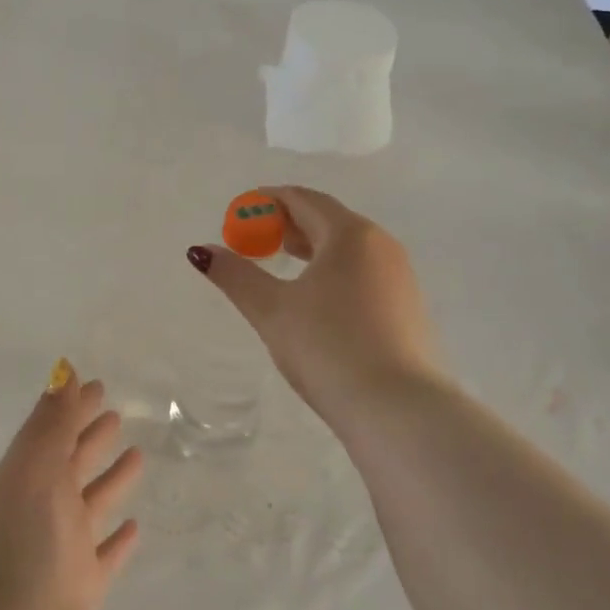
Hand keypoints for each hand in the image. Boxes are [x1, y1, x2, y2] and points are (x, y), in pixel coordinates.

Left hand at [0, 372, 143, 609]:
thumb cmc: (7, 559)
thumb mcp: (28, 481)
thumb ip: (49, 428)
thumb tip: (64, 371)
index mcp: (26, 480)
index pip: (54, 432)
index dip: (74, 408)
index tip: (99, 385)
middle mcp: (42, 511)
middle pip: (72, 464)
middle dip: (91, 437)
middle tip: (117, 412)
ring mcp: (60, 553)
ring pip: (91, 505)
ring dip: (110, 481)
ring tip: (137, 456)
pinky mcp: (78, 594)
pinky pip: (104, 557)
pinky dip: (118, 541)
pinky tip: (135, 527)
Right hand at [188, 186, 443, 426]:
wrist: (398, 409)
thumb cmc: (329, 347)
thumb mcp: (272, 310)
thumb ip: (236, 276)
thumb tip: (201, 251)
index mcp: (350, 234)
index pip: (304, 200)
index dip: (269, 201)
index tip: (241, 213)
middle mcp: (381, 245)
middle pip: (329, 220)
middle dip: (289, 224)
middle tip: (255, 239)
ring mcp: (400, 277)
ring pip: (349, 249)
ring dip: (313, 249)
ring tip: (282, 265)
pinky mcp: (408, 308)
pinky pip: (364, 273)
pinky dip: (334, 272)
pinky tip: (318, 301)